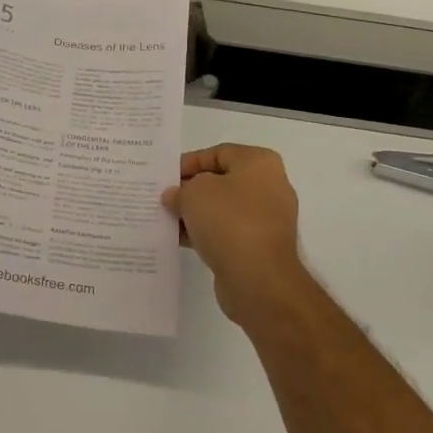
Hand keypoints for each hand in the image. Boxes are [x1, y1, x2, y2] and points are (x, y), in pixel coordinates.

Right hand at [163, 144, 310, 326]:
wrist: (259, 278)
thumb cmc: (229, 221)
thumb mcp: (194, 193)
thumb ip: (180, 189)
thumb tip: (175, 196)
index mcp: (260, 163)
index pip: (218, 153)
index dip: (188, 162)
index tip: (165, 177)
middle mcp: (269, 186)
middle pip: (221, 181)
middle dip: (190, 189)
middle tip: (162, 197)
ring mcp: (267, 219)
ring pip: (222, 208)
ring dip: (195, 213)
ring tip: (165, 219)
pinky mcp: (260, 247)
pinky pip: (227, 232)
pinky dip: (205, 233)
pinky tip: (179, 239)